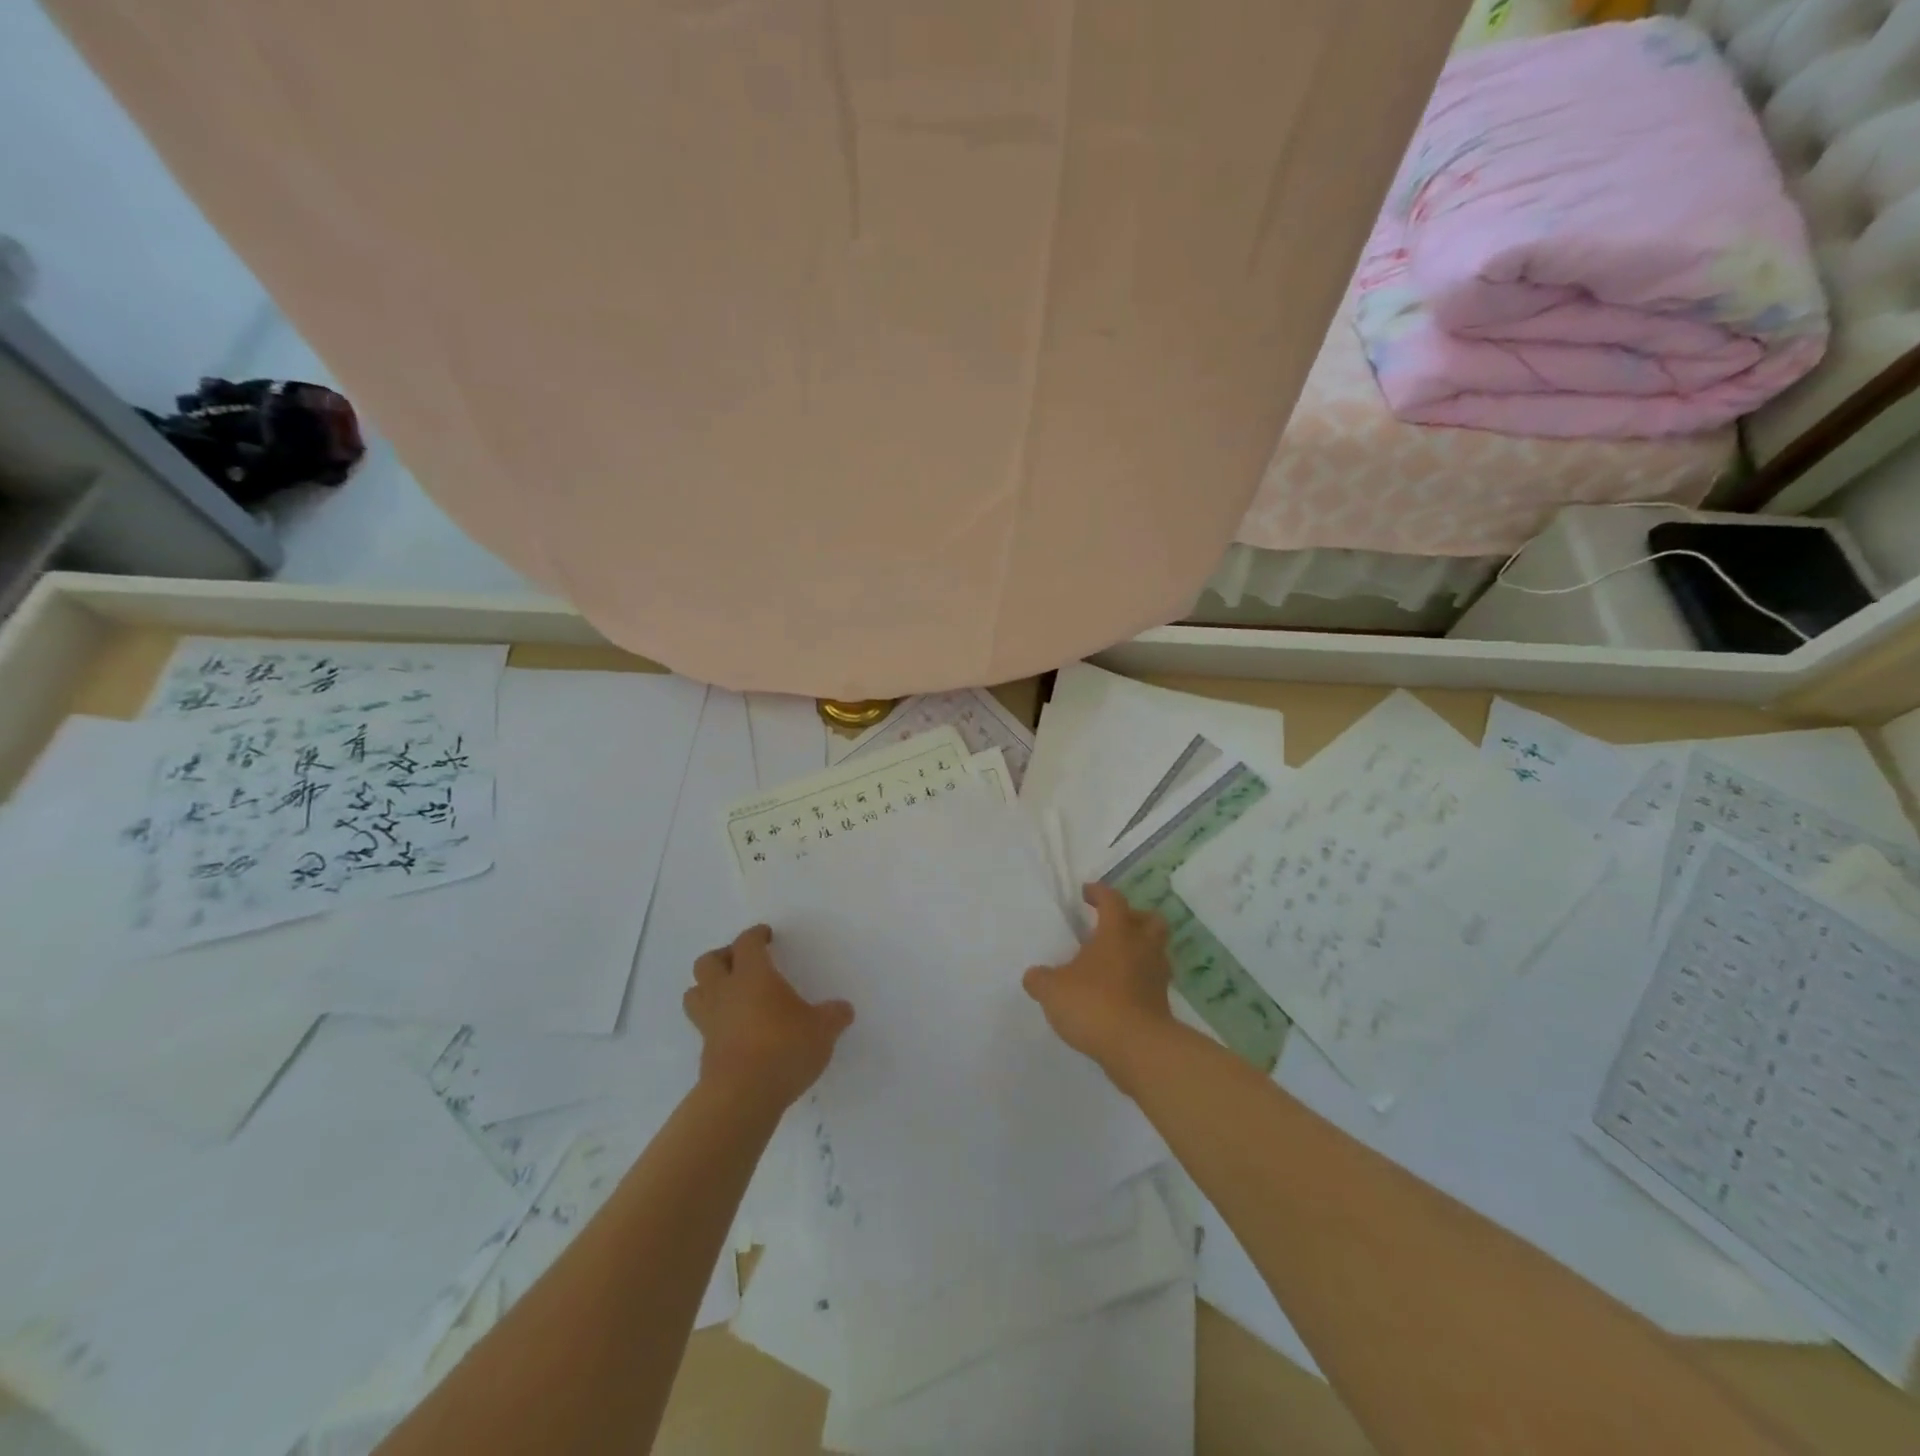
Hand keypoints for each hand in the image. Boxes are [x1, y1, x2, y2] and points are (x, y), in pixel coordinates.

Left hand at [683, 925, 853, 1110]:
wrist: (742, 1097)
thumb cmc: (784, 1048)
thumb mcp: (822, 1030)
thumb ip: (833, 1016)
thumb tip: (843, 1009)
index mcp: (753, 975)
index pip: (746, 943)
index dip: (755, 935)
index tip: (766, 935)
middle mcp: (725, 992)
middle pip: (708, 962)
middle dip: (723, 957)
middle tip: (742, 963)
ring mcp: (710, 1023)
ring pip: (694, 993)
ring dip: (708, 988)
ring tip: (729, 994)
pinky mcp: (705, 1051)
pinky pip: (703, 1025)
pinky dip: (715, 1021)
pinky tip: (735, 1030)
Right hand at [1023, 883, 1173, 1086]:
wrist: (1139, 1048)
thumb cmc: (1094, 1005)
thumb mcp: (1053, 990)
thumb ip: (1040, 980)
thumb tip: (1034, 976)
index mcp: (1117, 934)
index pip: (1112, 901)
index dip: (1099, 893)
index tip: (1087, 892)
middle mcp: (1142, 948)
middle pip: (1150, 920)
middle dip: (1134, 917)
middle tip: (1114, 925)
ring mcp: (1156, 977)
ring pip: (1155, 951)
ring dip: (1139, 950)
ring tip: (1115, 961)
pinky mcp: (1162, 1005)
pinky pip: (1151, 982)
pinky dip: (1138, 981)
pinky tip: (1119, 992)